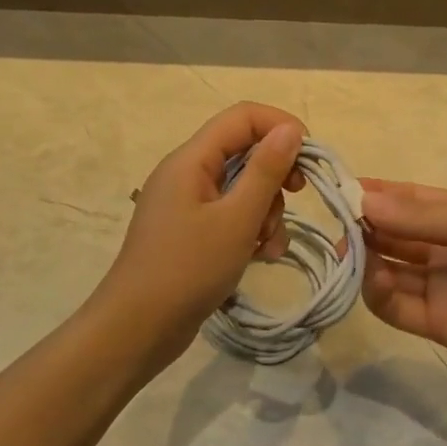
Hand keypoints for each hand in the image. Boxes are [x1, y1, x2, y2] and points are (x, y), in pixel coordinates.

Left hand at [95, 103, 307, 369]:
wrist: (137, 329)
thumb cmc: (188, 269)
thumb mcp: (237, 219)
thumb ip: (266, 171)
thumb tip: (291, 129)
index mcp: (191, 160)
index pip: (243, 117)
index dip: (280, 127)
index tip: (309, 159)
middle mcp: (187, 173)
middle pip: (245, 152)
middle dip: (275, 176)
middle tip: (295, 198)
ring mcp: (188, 204)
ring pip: (242, 188)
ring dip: (266, 211)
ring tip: (268, 246)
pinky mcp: (191, 232)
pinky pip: (230, 216)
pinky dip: (250, 230)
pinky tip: (259, 257)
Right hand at [359, 180, 446, 389]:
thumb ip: (422, 216)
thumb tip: (364, 201)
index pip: (410, 201)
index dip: (376, 194)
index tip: (338, 187)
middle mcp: (446, 248)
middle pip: (394, 234)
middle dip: (364, 226)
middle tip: (334, 221)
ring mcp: (439, 286)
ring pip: (388, 269)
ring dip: (365, 258)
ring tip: (348, 250)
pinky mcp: (435, 323)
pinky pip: (395, 305)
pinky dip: (377, 292)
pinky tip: (372, 278)